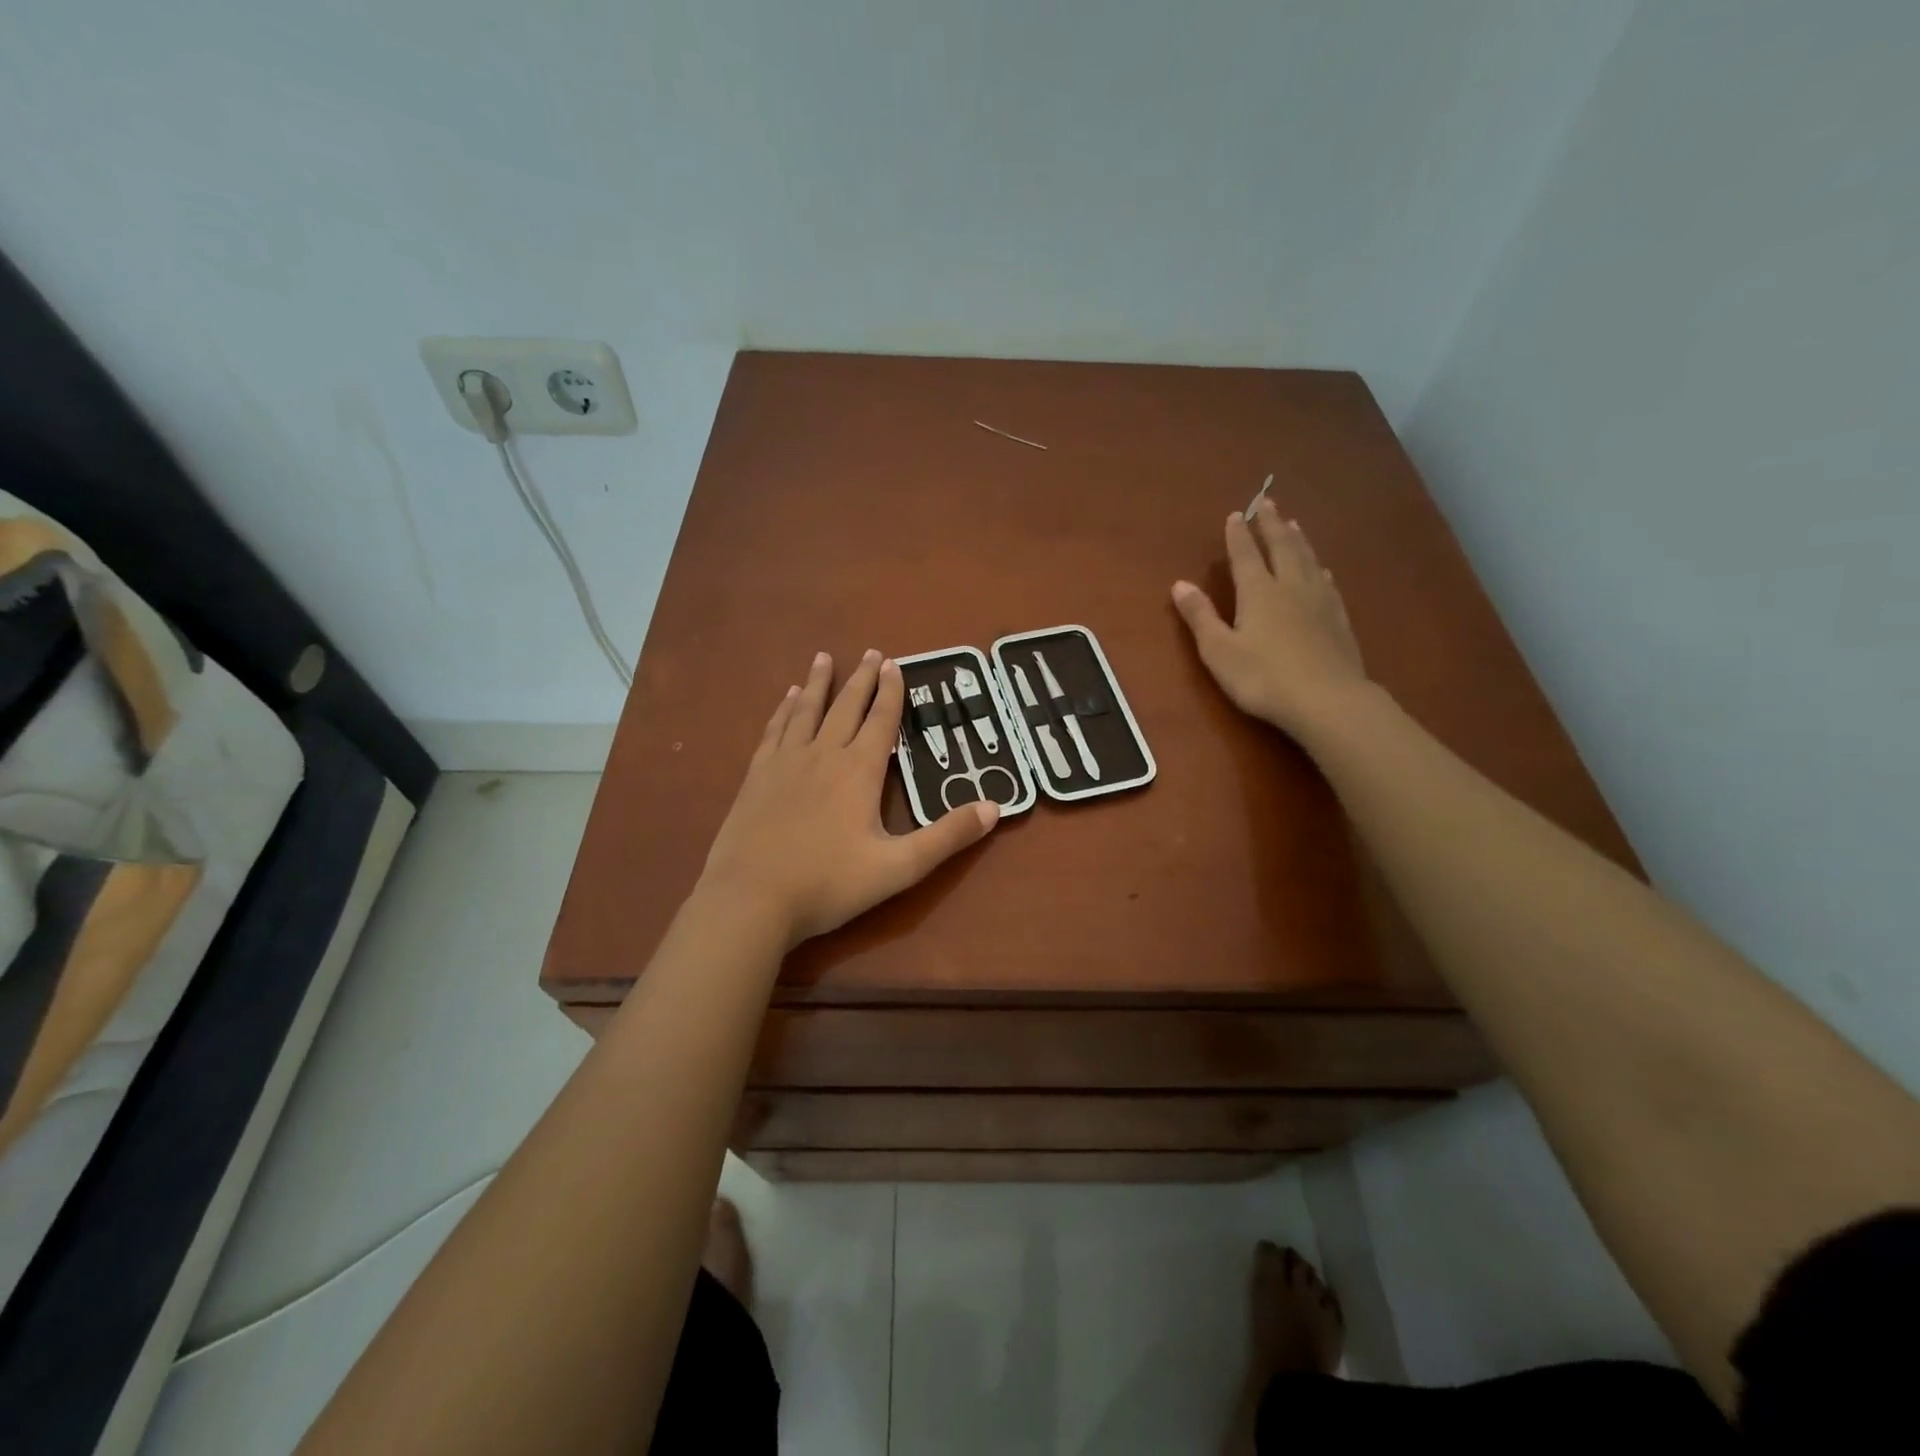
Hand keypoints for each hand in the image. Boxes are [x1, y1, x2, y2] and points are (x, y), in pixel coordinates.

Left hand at [698, 649, 998, 946]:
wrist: (750, 900)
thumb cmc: (828, 884)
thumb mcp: (899, 867)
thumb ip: (947, 837)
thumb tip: (995, 807)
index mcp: (859, 771)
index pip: (881, 721)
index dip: (891, 692)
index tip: (894, 664)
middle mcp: (823, 755)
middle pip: (845, 707)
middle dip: (861, 679)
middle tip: (870, 652)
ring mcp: (785, 763)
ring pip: (806, 711)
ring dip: (817, 683)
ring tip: (823, 658)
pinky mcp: (756, 777)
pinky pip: (774, 731)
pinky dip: (783, 710)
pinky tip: (786, 700)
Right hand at [1172, 499, 1367, 735]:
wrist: (1327, 700)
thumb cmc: (1263, 677)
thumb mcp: (1219, 651)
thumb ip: (1200, 616)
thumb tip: (1179, 584)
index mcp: (1258, 592)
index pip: (1246, 555)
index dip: (1239, 535)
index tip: (1236, 514)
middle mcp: (1290, 587)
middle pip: (1282, 548)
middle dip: (1273, 525)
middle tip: (1268, 502)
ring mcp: (1319, 601)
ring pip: (1308, 560)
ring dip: (1298, 540)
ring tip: (1294, 524)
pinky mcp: (1339, 619)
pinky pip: (1327, 583)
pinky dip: (1320, 569)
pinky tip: (1323, 569)